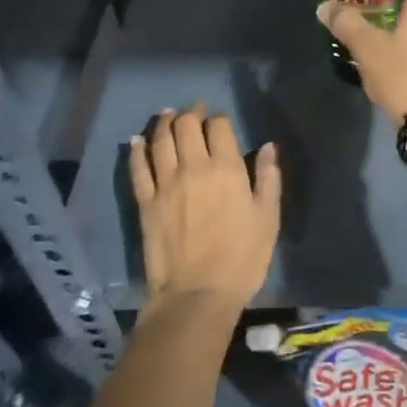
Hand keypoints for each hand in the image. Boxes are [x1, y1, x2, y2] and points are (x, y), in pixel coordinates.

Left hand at [129, 105, 278, 312]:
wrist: (197, 294)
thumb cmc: (242, 258)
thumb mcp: (268, 218)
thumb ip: (268, 178)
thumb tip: (268, 147)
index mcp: (226, 168)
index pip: (218, 126)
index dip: (219, 118)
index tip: (220, 121)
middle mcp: (193, 167)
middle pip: (186, 126)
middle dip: (191, 113)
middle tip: (194, 112)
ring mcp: (165, 184)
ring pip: (160, 140)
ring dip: (164, 123)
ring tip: (168, 115)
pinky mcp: (145, 202)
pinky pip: (138, 168)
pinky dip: (137, 150)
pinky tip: (137, 140)